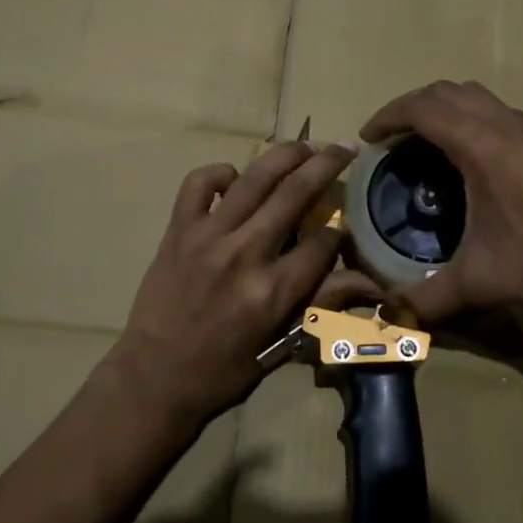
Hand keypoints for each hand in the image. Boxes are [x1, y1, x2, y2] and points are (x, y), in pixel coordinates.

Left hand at [110, 140, 378, 427]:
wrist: (153, 376)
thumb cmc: (223, 369)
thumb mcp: (281, 345)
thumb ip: (322, 305)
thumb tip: (369, 282)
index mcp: (274, 291)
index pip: (323, 242)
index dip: (341, 230)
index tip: (344, 226)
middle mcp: (245, 254)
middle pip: (296, 194)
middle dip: (327, 165)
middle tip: (344, 147)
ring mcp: (208, 237)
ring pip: (254, 178)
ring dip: (286, 154)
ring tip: (306, 145)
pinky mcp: (178, 230)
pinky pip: (198, 183)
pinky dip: (220, 173)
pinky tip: (235, 179)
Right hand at [360, 81, 522, 328]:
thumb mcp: (481, 280)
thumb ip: (429, 298)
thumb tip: (390, 316)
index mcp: (481, 146)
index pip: (423, 108)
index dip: (388, 115)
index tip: (367, 138)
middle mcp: (503, 125)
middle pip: (445, 91)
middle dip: (410, 105)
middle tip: (388, 137)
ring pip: (473, 95)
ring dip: (441, 106)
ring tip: (422, 139)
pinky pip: (494, 109)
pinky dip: (467, 115)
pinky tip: (467, 154)